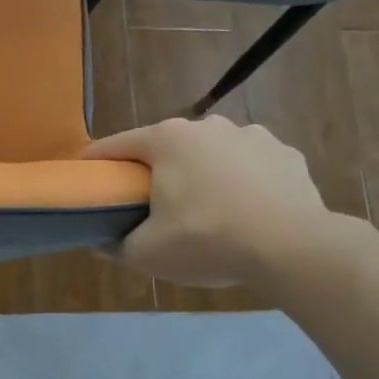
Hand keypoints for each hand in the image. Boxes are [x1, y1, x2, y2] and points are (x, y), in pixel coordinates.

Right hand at [84, 117, 336, 287]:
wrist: (292, 247)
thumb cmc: (205, 240)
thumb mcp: (145, 253)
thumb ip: (116, 245)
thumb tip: (101, 242)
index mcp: (167, 140)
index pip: (116, 145)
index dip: (96, 164)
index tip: (86, 180)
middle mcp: (208, 126)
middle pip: (166, 147)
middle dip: (154, 171)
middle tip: (147, 205)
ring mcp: (253, 136)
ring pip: (211, 154)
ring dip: (201, 174)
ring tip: (202, 211)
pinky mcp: (288, 155)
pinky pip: (250, 167)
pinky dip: (241, 183)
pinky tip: (243, 212)